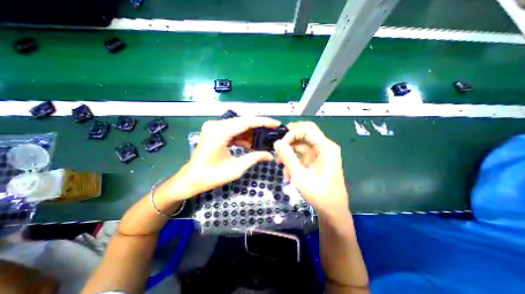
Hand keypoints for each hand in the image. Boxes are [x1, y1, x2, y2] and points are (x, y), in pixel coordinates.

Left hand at [183, 116, 283, 194]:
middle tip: (272, 133)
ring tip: (263, 141)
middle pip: (243, 122)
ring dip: (251, 133)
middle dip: (259, 128)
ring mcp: (214, 127)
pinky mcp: (214, 131)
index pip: (246, 122)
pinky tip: (250, 145)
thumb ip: (254, 158)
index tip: (276, 124)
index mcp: (219, 133)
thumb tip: (271, 155)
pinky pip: (233, 130)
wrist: (191, 179)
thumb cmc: (211, 176)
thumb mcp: (236, 169)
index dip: (263, 122)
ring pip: (239, 126)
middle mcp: (216, 125)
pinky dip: (242, 136)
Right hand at [275, 122, 347, 220]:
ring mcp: (319, 154)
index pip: (307, 129)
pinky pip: (300, 155)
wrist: (332, 211)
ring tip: (280, 166)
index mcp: (326, 148)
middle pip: (304, 134)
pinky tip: (287, 174)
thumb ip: (288, 157)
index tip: (280, 145)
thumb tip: (277, 142)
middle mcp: (324, 147)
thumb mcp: (300, 176)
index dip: (292, 133)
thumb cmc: (319, 195)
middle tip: (278, 147)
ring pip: (300, 145)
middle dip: (289, 139)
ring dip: (289, 153)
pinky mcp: (314, 161)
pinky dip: (292, 162)